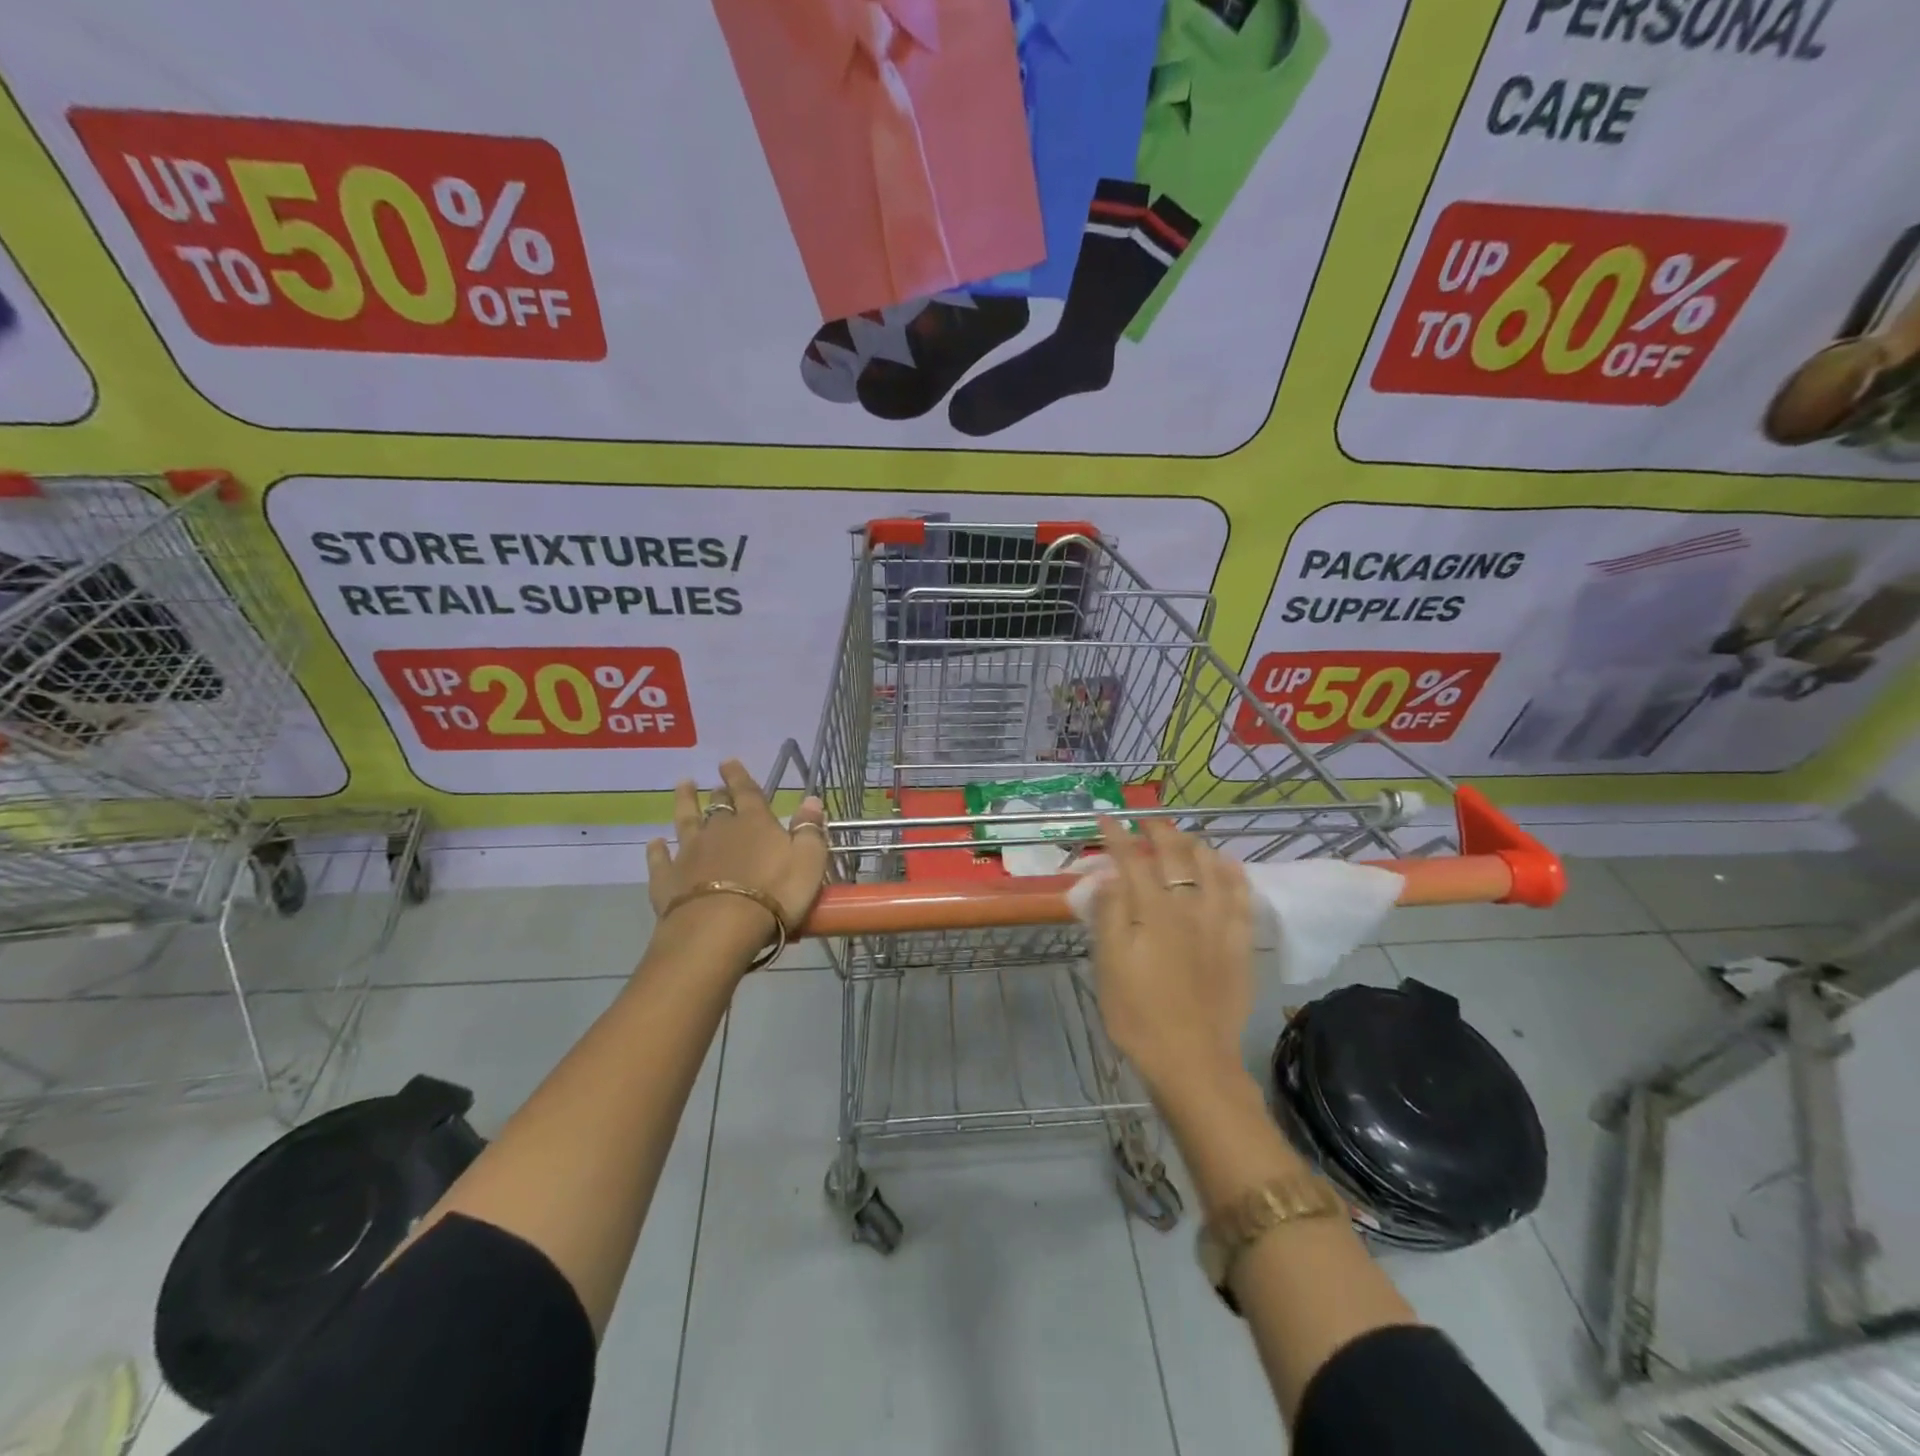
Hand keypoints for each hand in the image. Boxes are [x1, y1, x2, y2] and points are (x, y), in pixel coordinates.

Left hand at [645, 759, 829, 967]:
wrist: (721, 928)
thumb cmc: (775, 893)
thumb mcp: (809, 860)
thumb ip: (810, 829)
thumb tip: (811, 799)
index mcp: (755, 823)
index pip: (747, 792)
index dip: (739, 776)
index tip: (728, 761)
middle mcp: (719, 830)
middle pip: (717, 806)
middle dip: (717, 792)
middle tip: (714, 784)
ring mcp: (690, 853)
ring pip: (685, 822)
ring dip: (684, 804)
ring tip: (682, 787)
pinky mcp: (667, 879)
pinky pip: (660, 859)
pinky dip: (657, 850)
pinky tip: (654, 842)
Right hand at [1089, 818, 1254, 1097]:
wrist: (1192, 1060)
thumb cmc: (1138, 1014)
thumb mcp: (1108, 965)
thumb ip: (1109, 913)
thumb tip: (1111, 874)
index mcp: (1153, 911)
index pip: (1132, 861)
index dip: (1117, 837)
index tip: (1105, 818)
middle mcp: (1189, 907)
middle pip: (1175, 856)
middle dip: (1158, 832)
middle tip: (1145, 823)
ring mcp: (1219, 924)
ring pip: (1211, 868)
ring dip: (1194, 845)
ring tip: (1183, 838)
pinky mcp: (1239, 944)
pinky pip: (1241, 897)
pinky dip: (1233, 873)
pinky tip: (1228, 864)